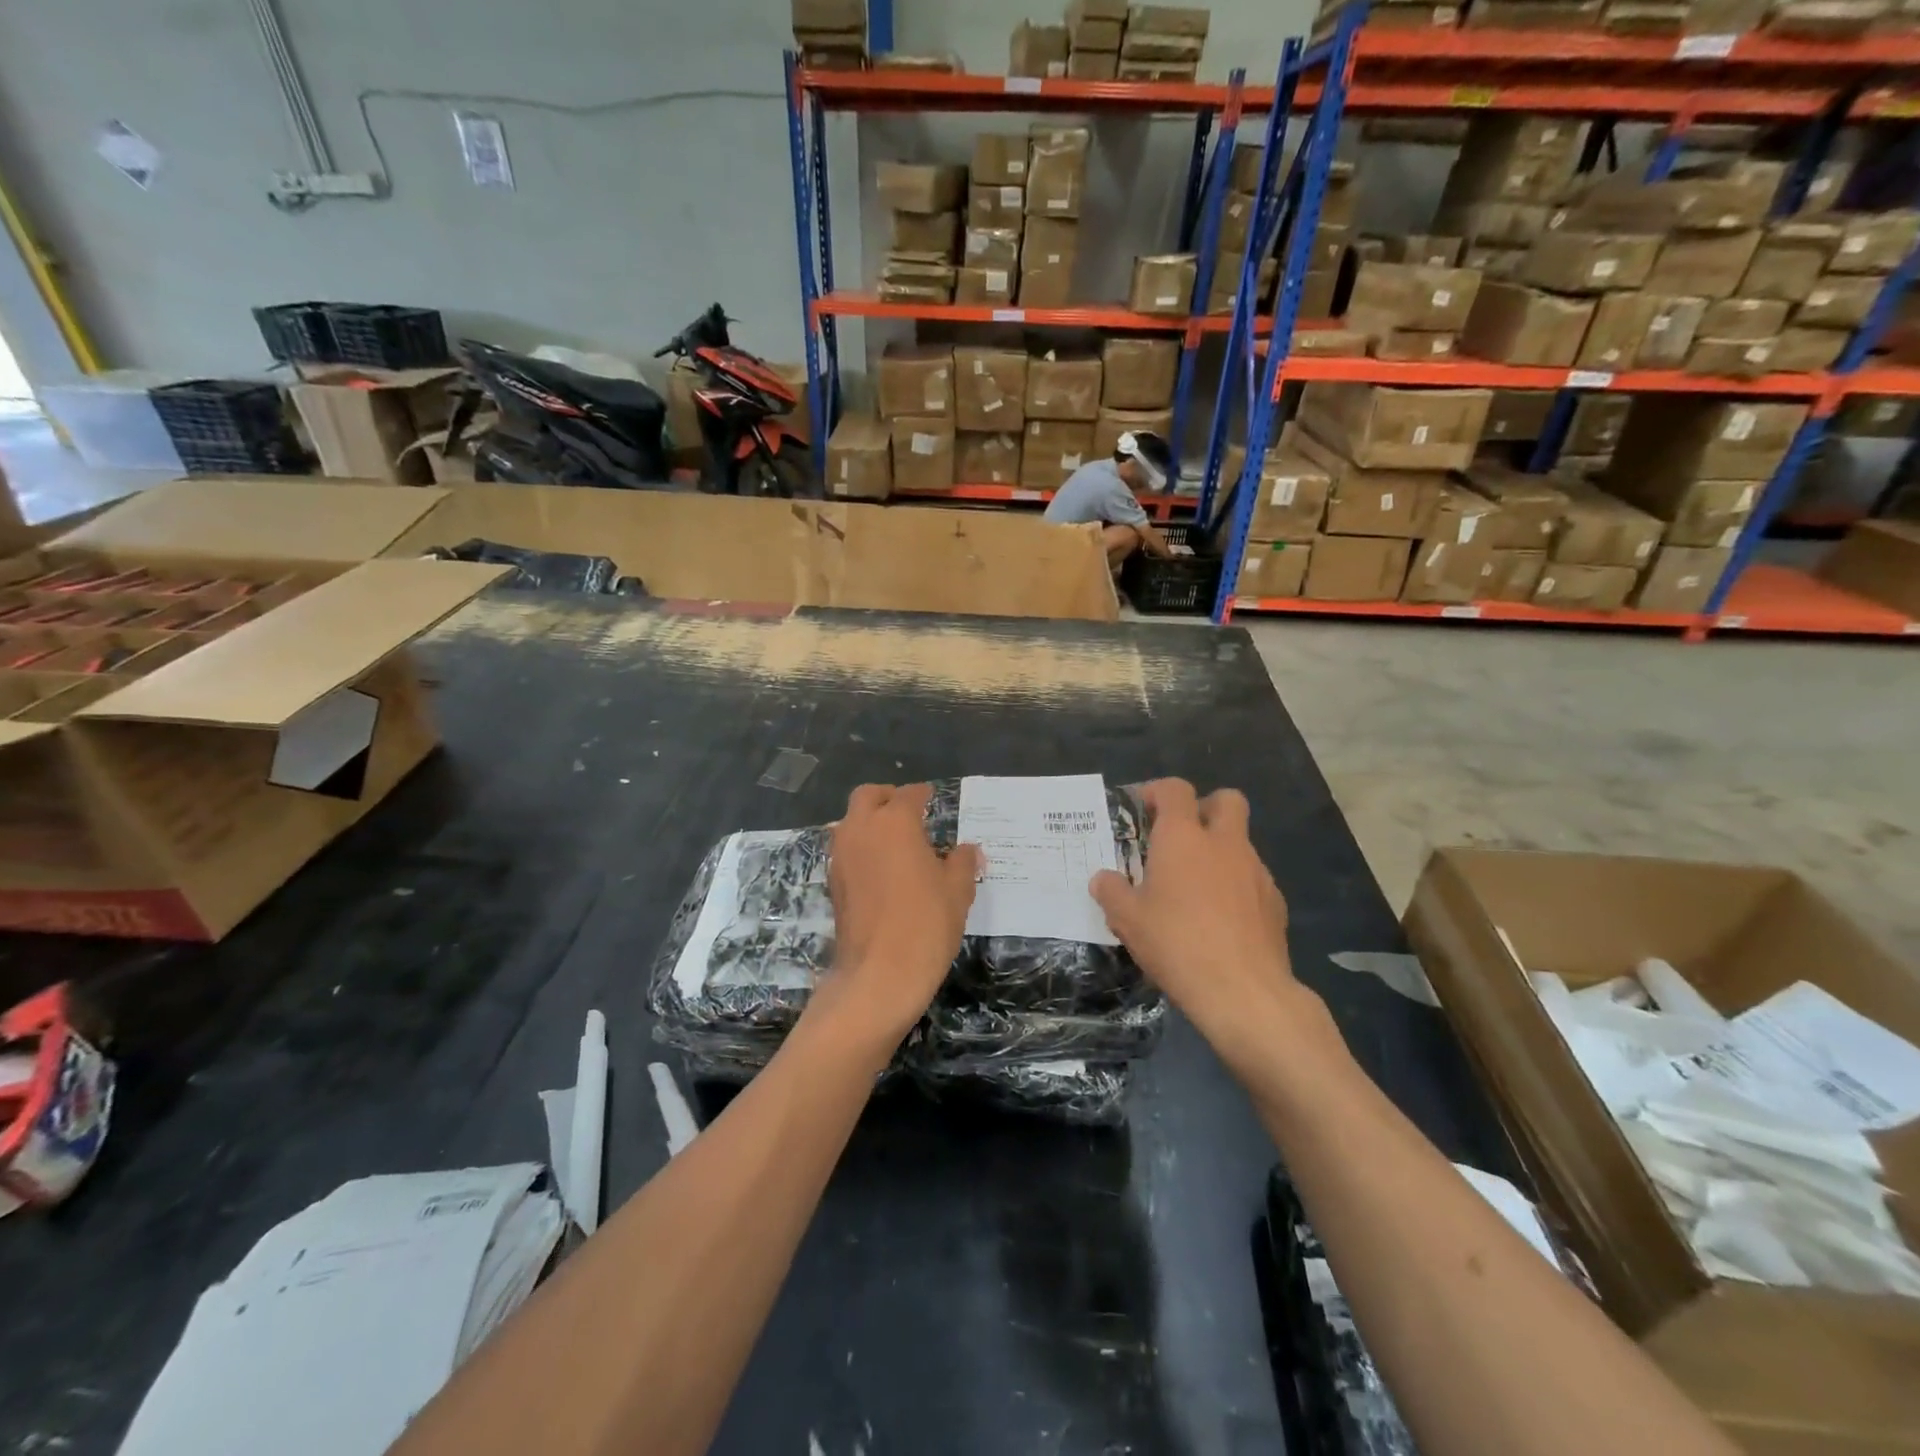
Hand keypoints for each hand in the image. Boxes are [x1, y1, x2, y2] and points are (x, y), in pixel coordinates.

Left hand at [814, 784, 980, 1045]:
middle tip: (908, 812)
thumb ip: (962, 863)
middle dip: (887, 798)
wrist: (878, 974)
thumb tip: (967, 850)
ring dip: (869, 822)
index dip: (923, 795)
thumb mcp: (957, 891)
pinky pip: (846, 850)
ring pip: (850, 821)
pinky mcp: (832, 882)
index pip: (909, 795)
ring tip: (895, 843)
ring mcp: (841, 855)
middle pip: (868, 796)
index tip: (932, 799)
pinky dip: (861, 848)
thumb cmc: (926, 924)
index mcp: (895, 822)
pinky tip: (881, 870)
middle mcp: (862, 829)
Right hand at [1091, 780, 1320, 1075]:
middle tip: (1180, 836)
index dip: (1158, 792)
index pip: (1175, 790)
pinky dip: (1236, 885)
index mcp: (1183, 837)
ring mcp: (1255, 870)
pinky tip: (1220, 918)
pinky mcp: (1275, 901)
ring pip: (1240, 842)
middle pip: (1225, 800)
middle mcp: (1224, 843)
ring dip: (1219, 851)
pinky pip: (1252, 878)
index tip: (1143, 809)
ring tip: (1195, 888)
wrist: (1244, 991)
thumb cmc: (1176, 943)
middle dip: (1204, 807)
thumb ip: (1111, 891)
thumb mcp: (1127, 919)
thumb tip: (1103, 879)